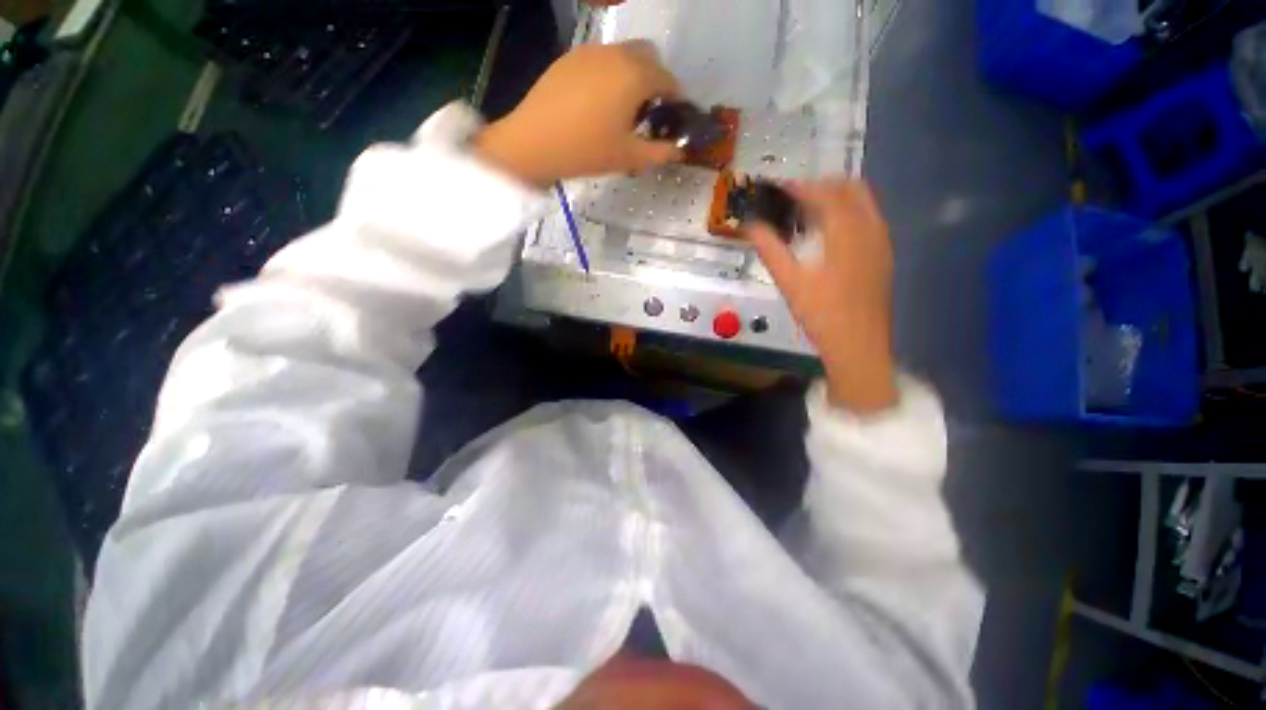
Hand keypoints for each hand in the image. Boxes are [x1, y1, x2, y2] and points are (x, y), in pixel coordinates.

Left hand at [474, 42, 681, 188]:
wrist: (534, 142)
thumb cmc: (587, 150)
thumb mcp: (629, 158)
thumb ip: (661, 153)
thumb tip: (679, 149)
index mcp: (635, 75)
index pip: (668, 80)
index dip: (676, 99)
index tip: (674, 118)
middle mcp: (616, 53)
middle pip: (648, 57)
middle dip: (656, 81)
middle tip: (649, 111)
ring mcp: (590, 52)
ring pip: (623, 55)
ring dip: (633, 75)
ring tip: (623, 109)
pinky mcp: (569, 58)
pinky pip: (600, 60)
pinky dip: (610, 75)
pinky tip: (598, 103)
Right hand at [745, 180, 897, 413]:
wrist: (858, 345)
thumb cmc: (821, 314)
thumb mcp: (789, 282)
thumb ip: (770, 250)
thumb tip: (751, 227)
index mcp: (847, 232)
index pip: (825, 193)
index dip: (800, 186)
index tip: (779, 188)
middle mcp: (871, 229)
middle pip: (852, 188)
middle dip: (823, 186)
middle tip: (795, 198)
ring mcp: (882, 242)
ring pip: (864, 203)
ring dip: (837, 199)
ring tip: (809, 214)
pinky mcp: (884, 256)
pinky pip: (869, 220)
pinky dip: (849, 215)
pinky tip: (829, 236)